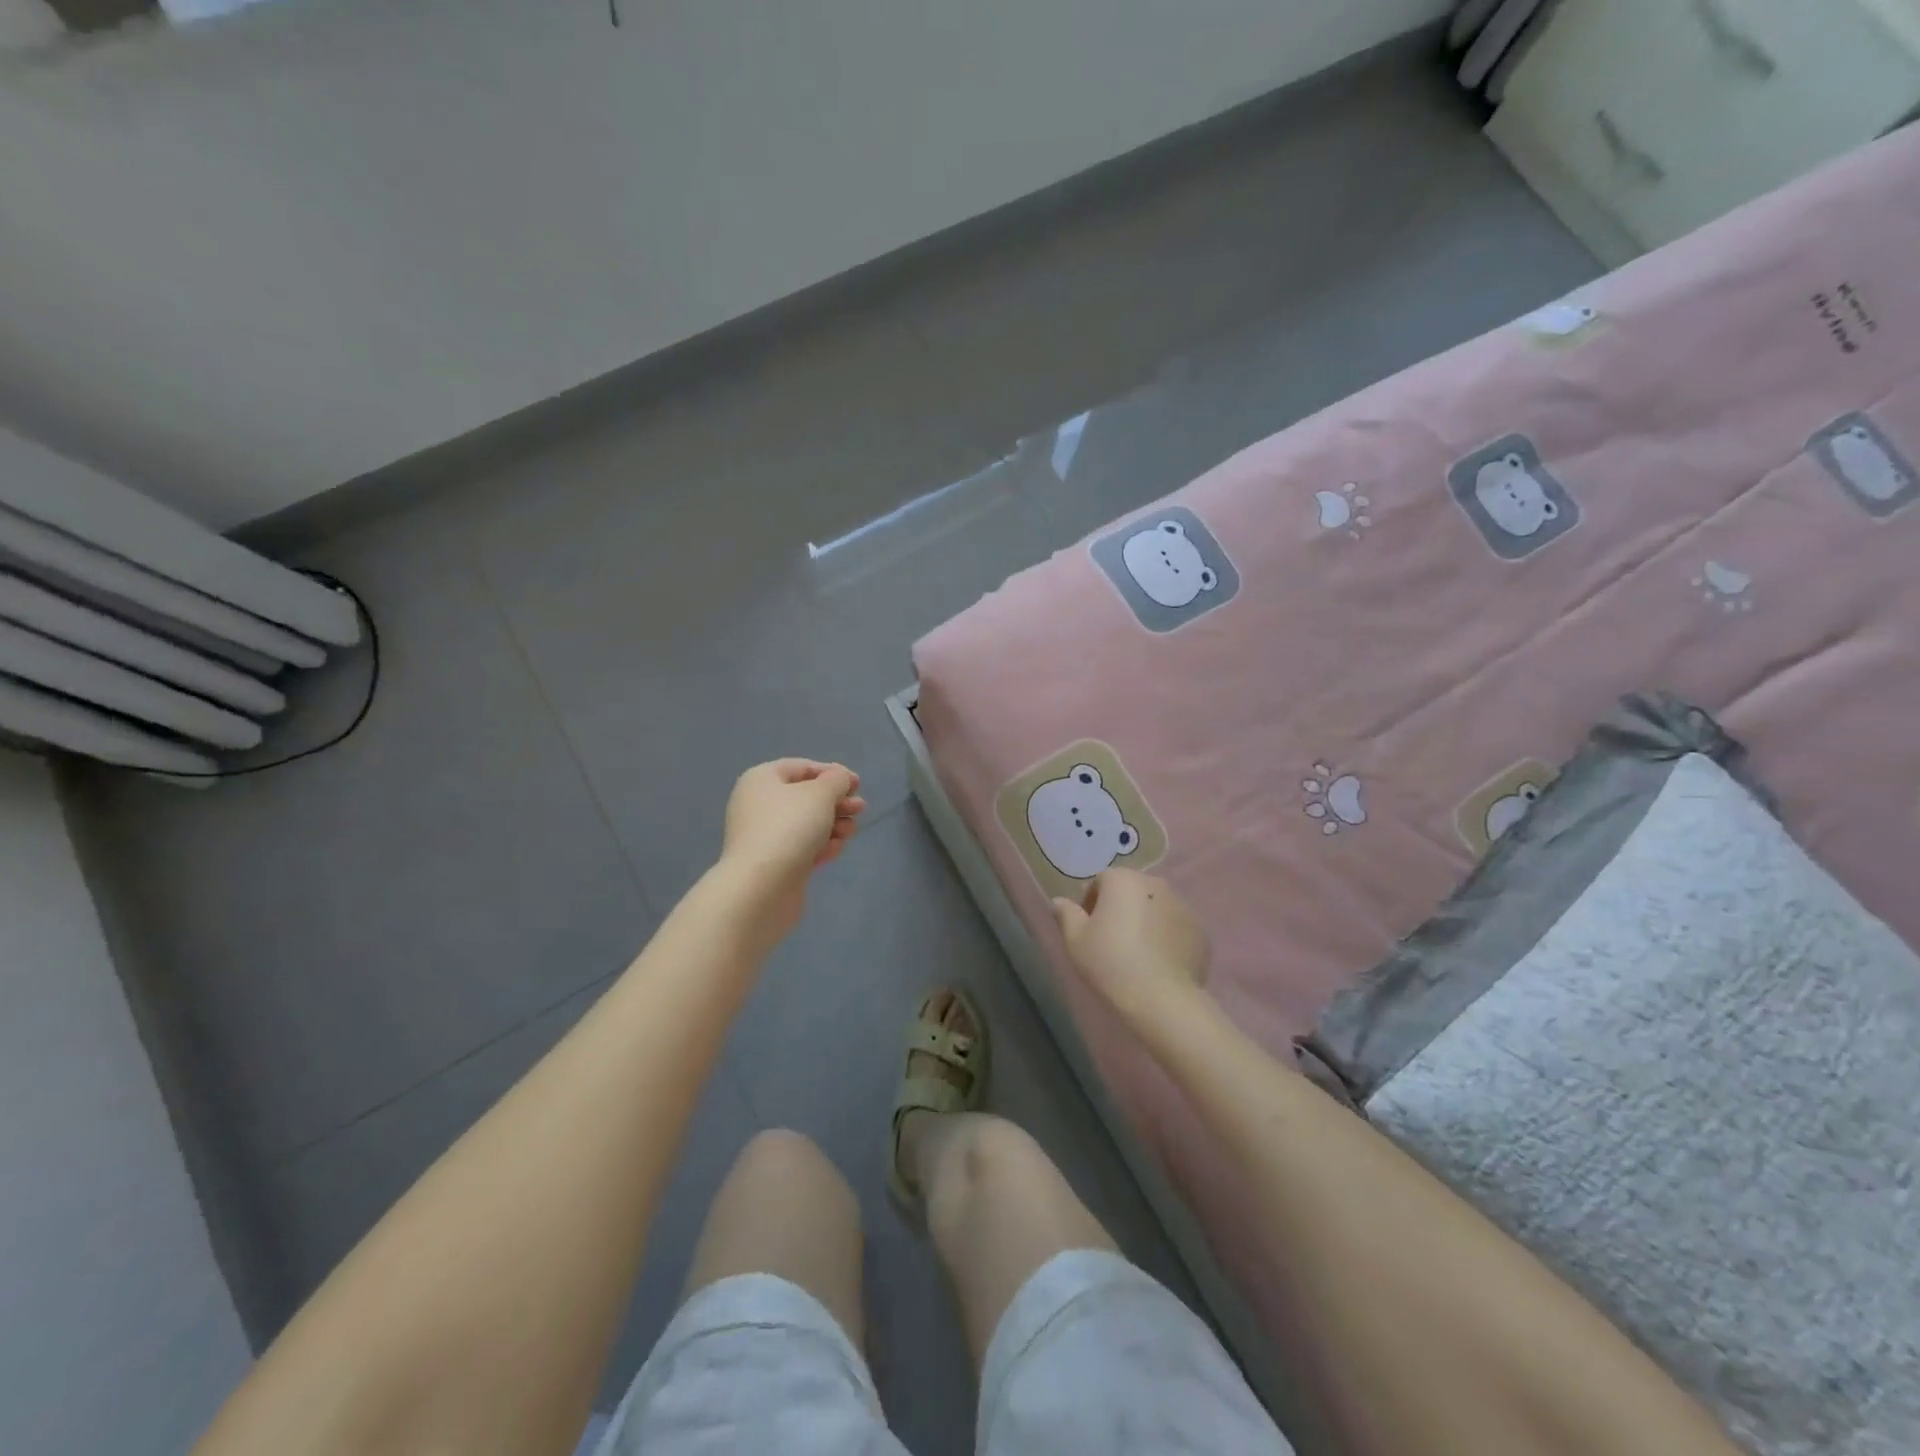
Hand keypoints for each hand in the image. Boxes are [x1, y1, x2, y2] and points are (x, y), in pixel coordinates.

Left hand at [720, 759, 864, 934]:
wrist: (762, 886)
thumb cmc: (790, 827)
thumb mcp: (820, 794)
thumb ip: (836, 780)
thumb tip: (839, 779)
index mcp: (762, 779)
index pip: (802, 767)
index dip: (832, 772)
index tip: (857, 784)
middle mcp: (758, 804)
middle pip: (805, 796)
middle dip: (836, 802)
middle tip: (860, 808)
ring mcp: (763, 836)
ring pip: (806, 823)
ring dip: (833, 825)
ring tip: (850, 832)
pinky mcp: (772, 863)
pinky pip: (801, 847)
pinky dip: (820, 846)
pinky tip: (834, 851)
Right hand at [1052, 868, 1208, 1021]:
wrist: (1161, 998)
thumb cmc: (1110, 963)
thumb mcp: (1075, 941)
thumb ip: (1066, 915)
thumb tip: (1059, 902)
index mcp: (1122, 880)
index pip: (1101, 882)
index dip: (1091, 904)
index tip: (1088, 930)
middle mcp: (1155, 884)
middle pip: (1130, 891)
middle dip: (1120, 909)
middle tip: (1111, 942)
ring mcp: (1182, 906)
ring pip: (1155, 908)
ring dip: (1145, 922)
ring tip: (1137, 954)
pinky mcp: (1200, 931)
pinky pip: (1175, 928)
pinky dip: (1166, 938)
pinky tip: (1158, 964)